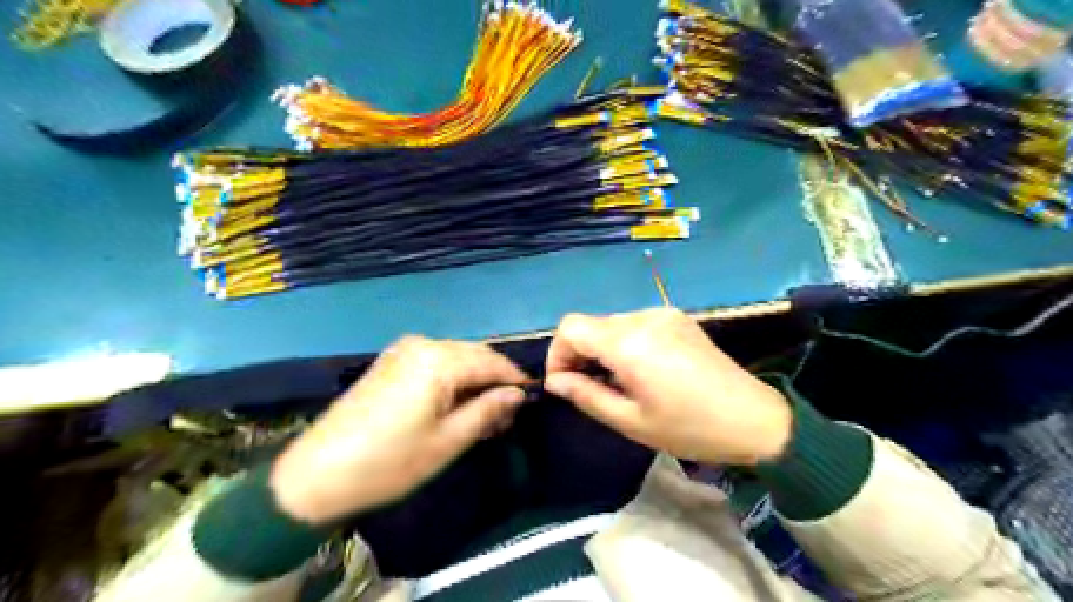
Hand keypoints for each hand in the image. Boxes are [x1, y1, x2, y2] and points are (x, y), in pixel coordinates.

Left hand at [271, 337, 529, 523]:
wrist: (317, 474)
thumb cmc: (390, 462)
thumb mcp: (448, 441)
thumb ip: (487, 410)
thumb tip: (517, 394)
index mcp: (439, 359)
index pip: (492, 362)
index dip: (515, 381)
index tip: (531, 401)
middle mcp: (424, 344)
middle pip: (475, 355)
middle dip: (495, 382)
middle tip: (507, 416)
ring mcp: (404, 350)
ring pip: (456, 358)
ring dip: (474, 382)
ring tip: (484, 416)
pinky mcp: (391, 361)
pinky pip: (435, 363)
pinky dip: (452, 380)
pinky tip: (455, 405)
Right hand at [546, 309, 785, 466]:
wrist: (753, 418)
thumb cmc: (688, 428)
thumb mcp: (630, 421)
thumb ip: (586, 395)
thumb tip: (554, 381)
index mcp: (628, 342)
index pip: (570, 327)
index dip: (558, 353)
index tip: (565, 383)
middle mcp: (642, 318)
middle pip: (590, 324)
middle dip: (579, 353)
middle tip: (590, 388)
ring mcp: (662, 313)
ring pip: (612, 323)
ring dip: (603, 348)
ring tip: (618, 382)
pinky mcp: (677, 317)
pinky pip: (635, 323)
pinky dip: (625, 342)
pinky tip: (642, 369)